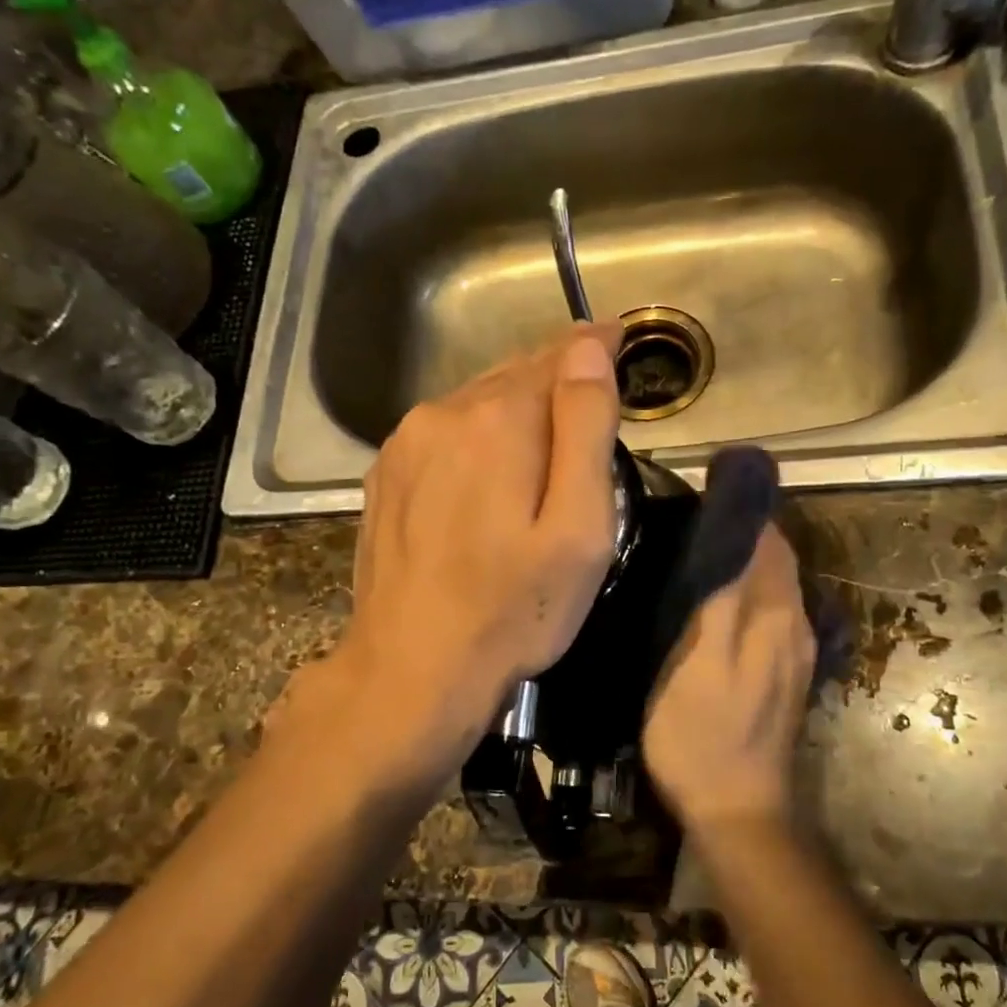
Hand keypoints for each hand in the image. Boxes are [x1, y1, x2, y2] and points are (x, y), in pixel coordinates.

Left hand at [333, 322, 625, 769]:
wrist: (411, 669)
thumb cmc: (514, 609)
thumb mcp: (579, 527)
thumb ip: (585, 429)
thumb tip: (589, 348)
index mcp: (499, 419)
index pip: (559, 356)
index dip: (595, 347)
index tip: (620, 337)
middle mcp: (444, 413)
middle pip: (516, 374)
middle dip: (557, 376)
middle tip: (594, 392)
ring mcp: (406, 442)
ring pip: (478, 401)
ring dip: (517, 405)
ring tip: (547, 432)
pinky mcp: (386, 473)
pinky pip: (445, 430)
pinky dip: (478, 432)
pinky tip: (491, 469)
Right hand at [643, 525, 814, 830]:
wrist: (737, 810)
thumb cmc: (702, 734)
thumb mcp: (696, 660)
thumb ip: (719, 596)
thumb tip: (732, 534)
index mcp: (775, 615)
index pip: (768, 540)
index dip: (740, 511)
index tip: (700, 494)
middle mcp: (796, 625)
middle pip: (776, 559)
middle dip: (744, 531)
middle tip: (691, 518)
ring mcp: (794, 653)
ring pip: (775, 586)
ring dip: (746, 561)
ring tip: (699, 550)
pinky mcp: (785, 675)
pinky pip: (772, 613)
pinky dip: (749, 592)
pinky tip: (718, 600)